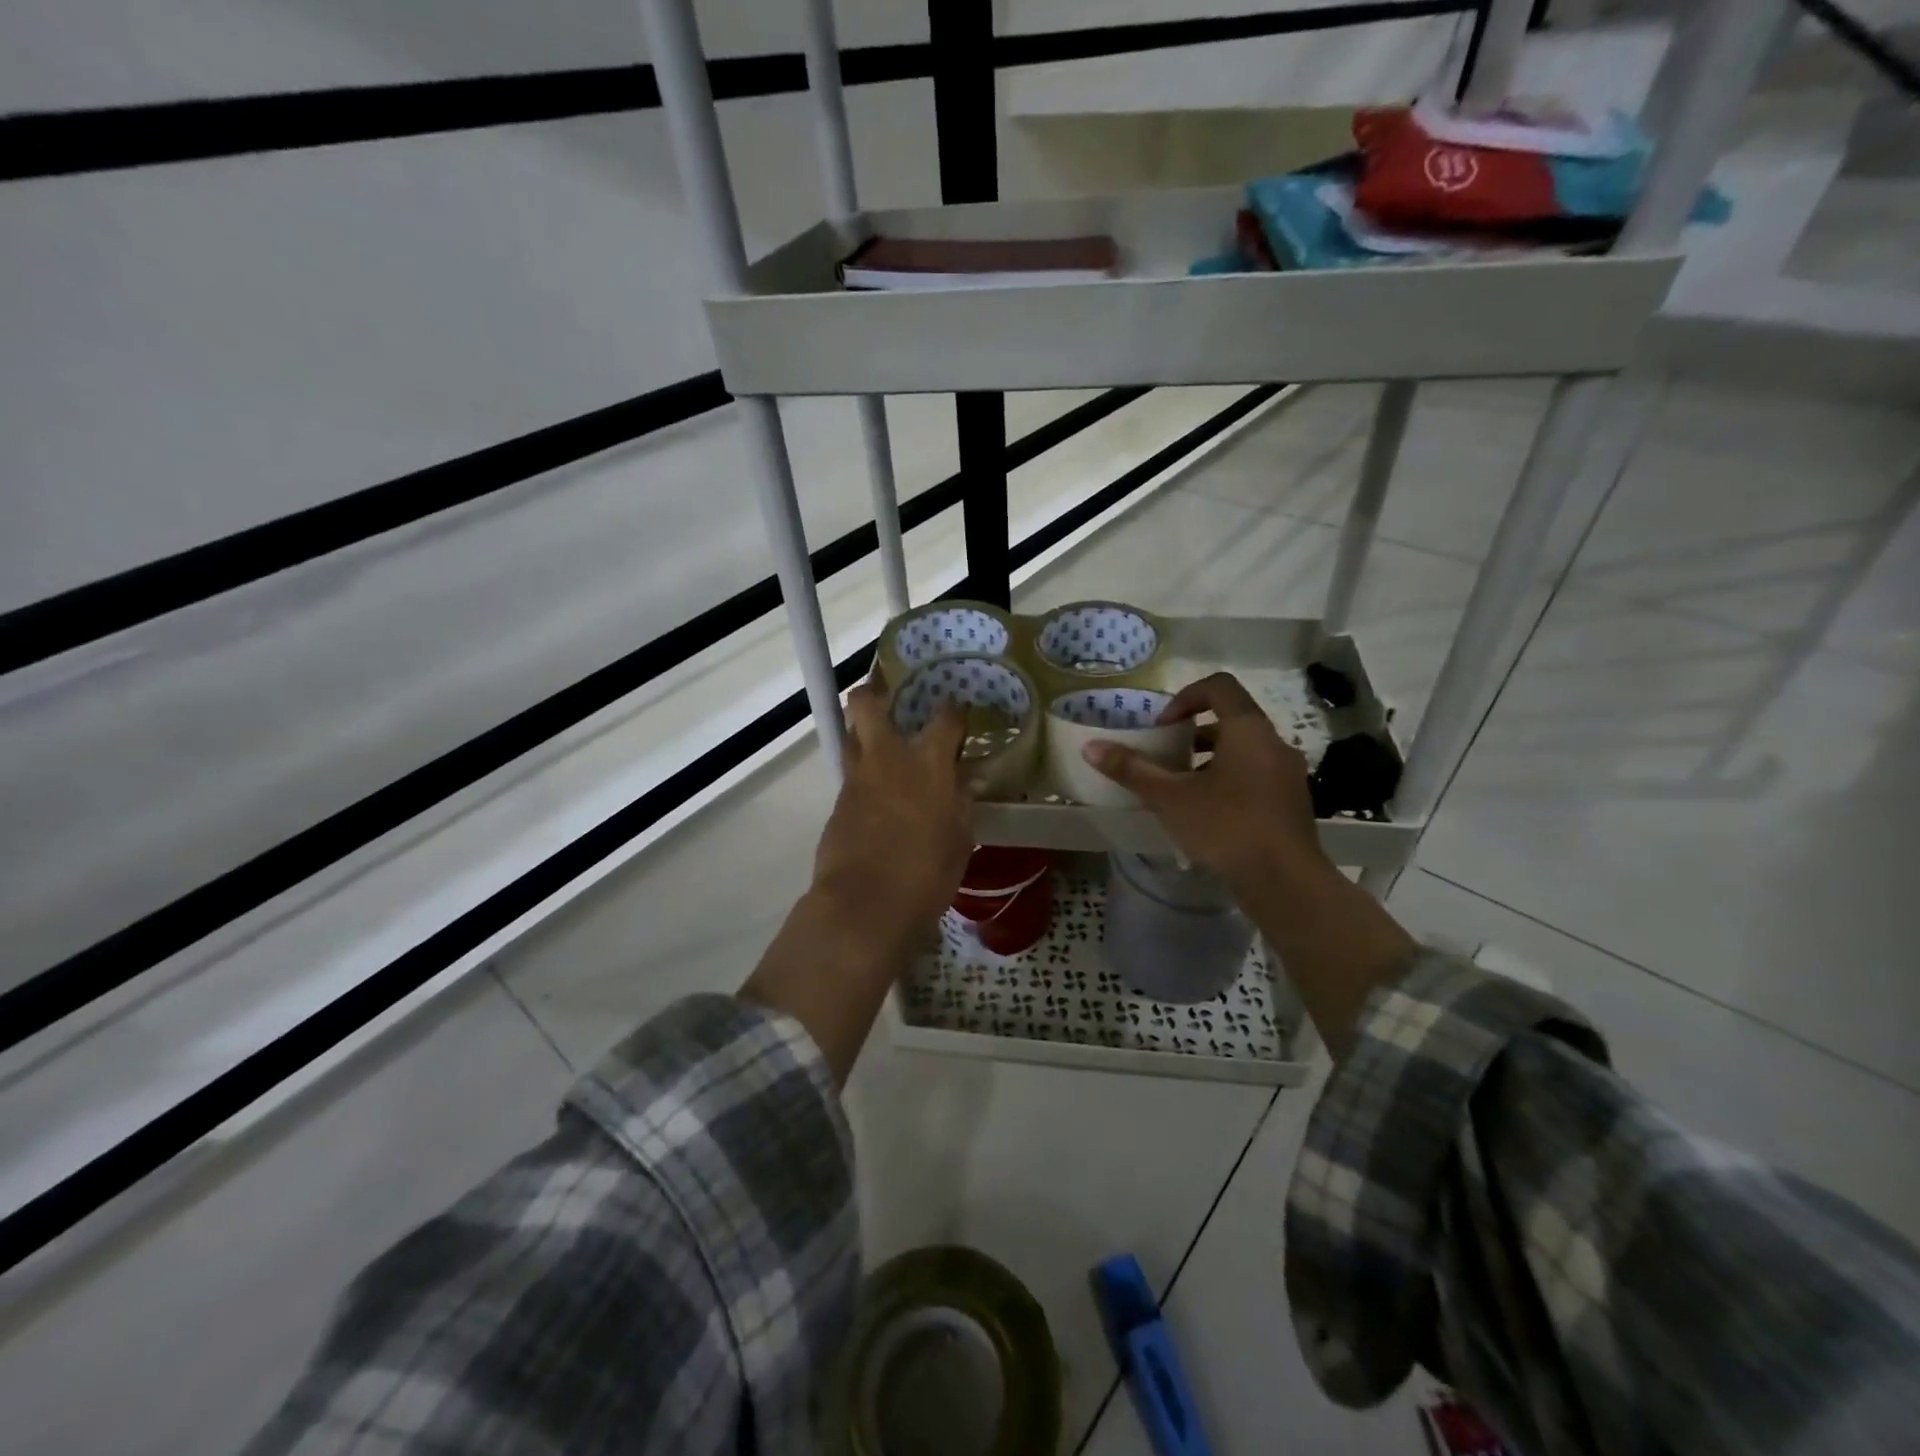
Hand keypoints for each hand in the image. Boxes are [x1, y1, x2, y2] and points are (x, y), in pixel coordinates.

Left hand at [812, 680, 974, 941]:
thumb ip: (961, 802)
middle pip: (867, 704)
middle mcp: (887, 758)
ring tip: (883, 745)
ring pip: (852, 737)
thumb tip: (961, 781)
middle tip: (889, 696)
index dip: (954, 710)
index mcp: (928, 762)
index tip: (958, 712)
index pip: (945, 717)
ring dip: (864, 733)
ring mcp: (856, 779)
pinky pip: (851, 776)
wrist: (865, 904)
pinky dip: (864, 777)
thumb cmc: (927, 872)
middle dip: (874, 692)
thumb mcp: (960, 838)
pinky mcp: (837, 804)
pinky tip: (878, 796)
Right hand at [1081, 672, 1327, 894]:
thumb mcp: (1170, 798)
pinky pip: (1257, 776)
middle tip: (1167, 758)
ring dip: (1211, 759)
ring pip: (1245, 750)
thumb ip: (1132, 770)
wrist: (1285, 882)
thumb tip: (1090, 747)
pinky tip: (1208, 815)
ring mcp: (1288, 774)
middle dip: (1193, 734)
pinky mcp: (1293, 802)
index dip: (1185, 697)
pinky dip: (1230, 781)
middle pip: (1231, 719)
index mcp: (1248, 730)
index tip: (1164, 727)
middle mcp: (1274, 743)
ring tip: (1182, 789)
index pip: (1219, 686)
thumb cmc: (1226, 827)